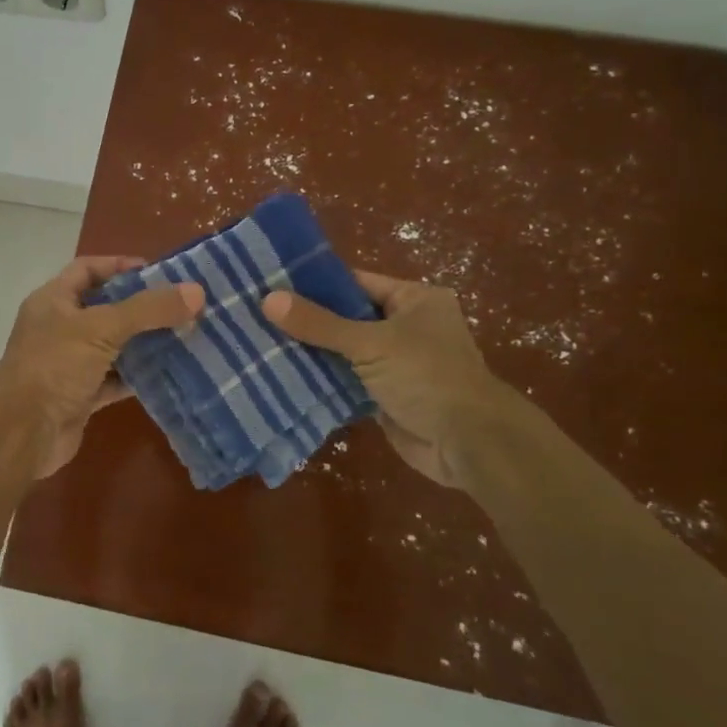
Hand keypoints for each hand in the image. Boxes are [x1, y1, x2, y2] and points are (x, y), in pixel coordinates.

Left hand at [0, 256, 203, 478]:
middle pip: (106, 308)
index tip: (159, 272)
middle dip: (142, 307)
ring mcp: (70, 364)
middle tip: (183, 305)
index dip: (120, 266)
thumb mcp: (102, 328)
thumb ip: (148, 309)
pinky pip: (116, 380)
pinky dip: (140, 377)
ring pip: (114, 346)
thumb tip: (196, 292)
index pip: (88, 269)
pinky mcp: (82, 397)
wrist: (21, 432)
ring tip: (186, 335)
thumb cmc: (54, 365)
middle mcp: (60, 328)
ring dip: (145, 343)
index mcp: (54, 300)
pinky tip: (171, 373)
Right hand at [261, 272, 502, 487]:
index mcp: (413, 300)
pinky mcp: (384, 395)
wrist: (468, 443)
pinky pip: (346, 380)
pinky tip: (282, 374)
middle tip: (258, 314)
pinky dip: (321, 379)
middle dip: (308, 319)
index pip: (355, 282)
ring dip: (311, 351)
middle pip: (346, 316)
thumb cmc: (427, 376)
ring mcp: (395, 363)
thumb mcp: (370, 343)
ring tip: (261, 341)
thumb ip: (319, 323)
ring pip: (343, 350)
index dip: (315, 283)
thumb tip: (268, 299)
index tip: (272, 284)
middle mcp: (406, 326)